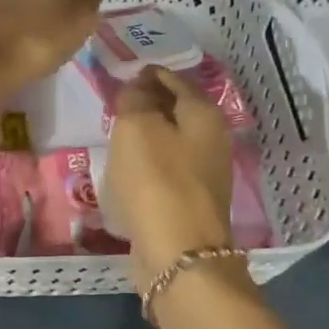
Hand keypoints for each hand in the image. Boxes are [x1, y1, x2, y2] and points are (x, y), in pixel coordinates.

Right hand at [108, 66, 235, 288]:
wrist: (179, 254)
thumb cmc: (157, 181)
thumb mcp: (137, 127)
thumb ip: (135, 99)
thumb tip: (137, 88)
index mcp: (204, 114)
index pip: (174, 79)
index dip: (147, 74)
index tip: (122, 74)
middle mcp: (212, 139)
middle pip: (176, 110)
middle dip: (148, 103)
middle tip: (116, 103)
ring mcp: (204, 173)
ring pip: (171, 141)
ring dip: (147, 135)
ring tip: (116, 134)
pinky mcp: (190, 202)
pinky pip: (165, 170)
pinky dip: (148, 164)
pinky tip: (127, 170)